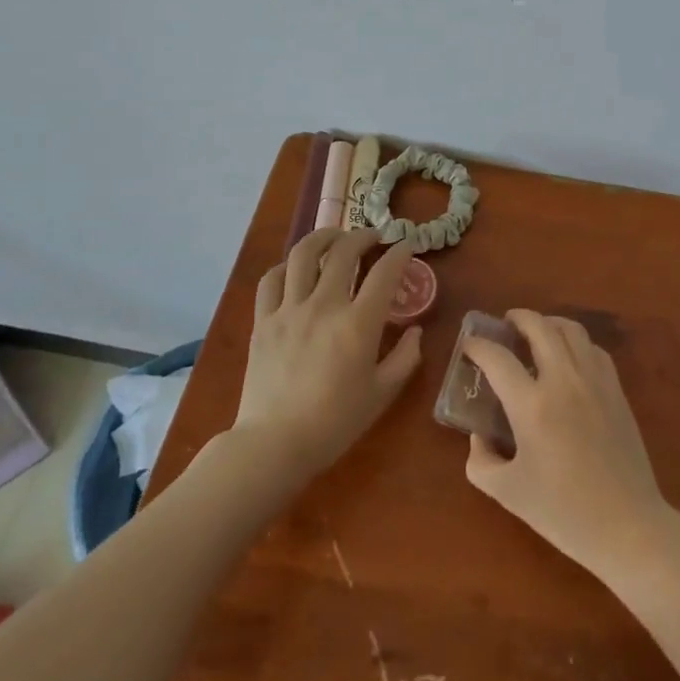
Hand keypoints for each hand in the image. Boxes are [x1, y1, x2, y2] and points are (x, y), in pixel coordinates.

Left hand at [234, 228, 424, 476]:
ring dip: (324, 237)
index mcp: (358, 324)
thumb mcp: (382, 394)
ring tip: (335, 236)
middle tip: (374, 237)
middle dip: (363, 236)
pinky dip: (286, 266)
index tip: (406, 246)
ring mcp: (289, 309)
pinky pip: (272, 279)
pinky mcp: (264, 320)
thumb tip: (415, 332)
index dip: (400, 253)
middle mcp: (324, 305)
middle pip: (344, 251)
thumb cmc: (335, 423)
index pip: (385, 272)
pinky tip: (295, 268)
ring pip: (303, 254)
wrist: (275, 444)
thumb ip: (405, 358)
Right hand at [461, 309, 672, 582]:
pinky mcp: (616, 389)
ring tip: (536, 333)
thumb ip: (481, 460)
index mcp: (532, 406)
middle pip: (539, 327)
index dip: (478, 347)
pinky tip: (568, 357)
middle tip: (505, 325)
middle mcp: (563, 381)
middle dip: (518, 318)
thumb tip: (478, 435)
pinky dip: (575, 342)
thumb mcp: (508, 493)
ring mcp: (594, 381)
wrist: (627, 526)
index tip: (469, 346)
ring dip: (548, 323)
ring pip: (571, 329)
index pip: (498, 359)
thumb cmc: (563, 513)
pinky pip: (593, 349)